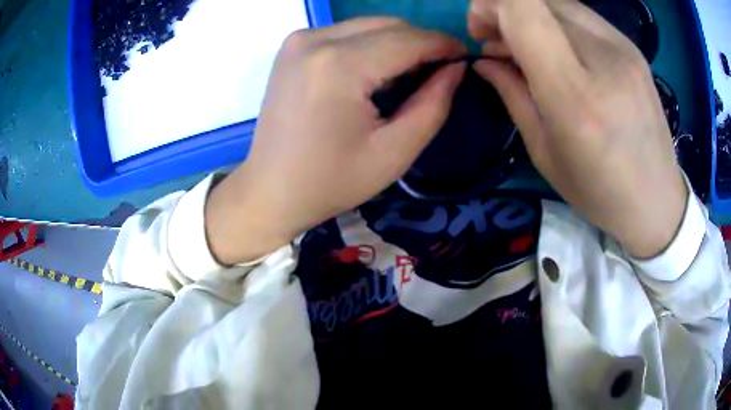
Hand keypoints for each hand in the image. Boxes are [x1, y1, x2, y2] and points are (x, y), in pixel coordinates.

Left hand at [206, 18, 466, 264]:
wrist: (270, 190)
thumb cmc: (331, 181)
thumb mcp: (394, 152)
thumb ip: (433, 104)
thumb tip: (456, 68)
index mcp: (340, 65)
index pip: (408, 39)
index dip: (444, 45)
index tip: (466, 57)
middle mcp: (315, 40)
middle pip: (388, 25)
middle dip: (421, 43)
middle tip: (440, 70)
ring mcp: (299, 39)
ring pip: (368, 25)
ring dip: (397, 43)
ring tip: (409, 74)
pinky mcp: (292, 47)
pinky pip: (346, 33)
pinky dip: (369, 45)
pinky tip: (374, 72)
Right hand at [468, 0, 686, 258]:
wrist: (657, 200)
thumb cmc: (599, 190)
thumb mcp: (544, 152)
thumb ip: (511, 93)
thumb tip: (484, 58)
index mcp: (575, 96)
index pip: (523, 10)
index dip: (490, 5)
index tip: (481, 31)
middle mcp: (602, 59)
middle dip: (505, 8)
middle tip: (499, 39)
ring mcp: (623, 48)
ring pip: (558, 1)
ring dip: (532, 13)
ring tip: (529, 44)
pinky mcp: (632, 47)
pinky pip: (581, 14)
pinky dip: (557, 21)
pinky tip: (560, 47)